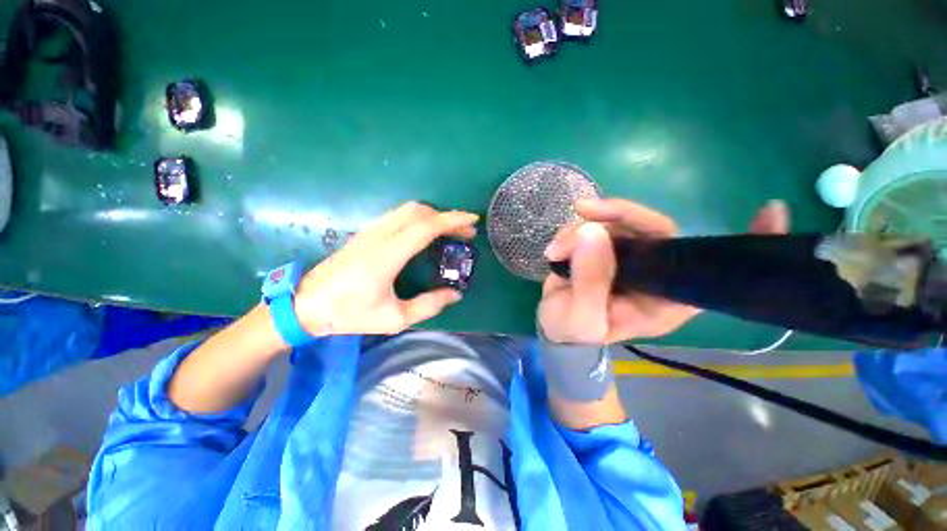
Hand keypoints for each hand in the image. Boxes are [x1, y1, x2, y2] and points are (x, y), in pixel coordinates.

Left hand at [293, 202, 477, 335]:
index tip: (472, 220)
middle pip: (418, 212)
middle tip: (466, 231)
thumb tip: (455, 294)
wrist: (306, 304)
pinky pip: (399, 216)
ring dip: (434, 215)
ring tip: (451, 230)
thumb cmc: (350, 314)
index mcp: (386, 256)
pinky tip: (427, 232)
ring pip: (408, 210)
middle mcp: (379, 236)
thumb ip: (428, 306)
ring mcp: (370, 231)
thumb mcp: (394, 319)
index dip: (451, 220)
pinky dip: (420, 218)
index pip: (424, 228)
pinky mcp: (366, 232)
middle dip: (447, 217)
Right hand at [538, 199, 789, 343]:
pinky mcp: (602, 248)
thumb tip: (593, 233)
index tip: (771, 210)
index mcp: (665, 297)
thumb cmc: (575, 333)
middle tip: (583, 211)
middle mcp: (654, 271)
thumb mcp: (582, 318)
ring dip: (580, 229)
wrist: (556, 329)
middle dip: (616, 215)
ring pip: (615, 223)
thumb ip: (589, 283)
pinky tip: (554, 251)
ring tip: (554, 252)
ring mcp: (627, 256)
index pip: (710, 267)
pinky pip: (592, 226)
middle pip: (653, 228)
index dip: (743, 243)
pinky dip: (570, 233)